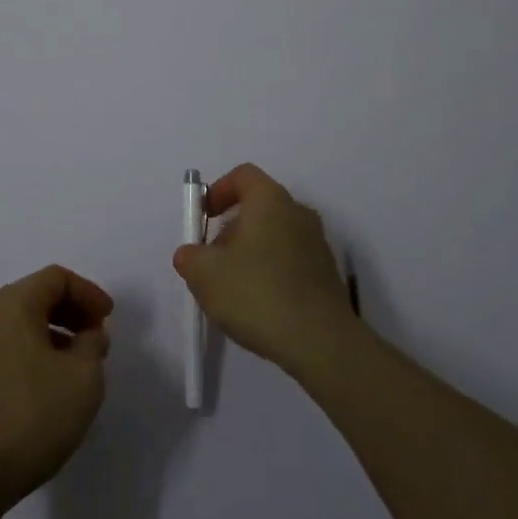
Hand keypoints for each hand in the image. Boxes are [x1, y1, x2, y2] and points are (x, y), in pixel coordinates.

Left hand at [0, 265, 112, 517]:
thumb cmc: (30, 418)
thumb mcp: (83, 379)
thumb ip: (93, 345)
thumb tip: (88, 335)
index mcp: (12, 304)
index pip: (56, 278)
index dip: (88, 292)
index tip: (108, 319)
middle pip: (34, 296)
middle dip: (70, 312)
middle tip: (95, 339)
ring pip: (17, 325)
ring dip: (50, 335)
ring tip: (74, 367)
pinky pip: (3, 350)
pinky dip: (29, 355)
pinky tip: (44, 389)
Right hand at [173, 164, 357, 382]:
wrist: (322, 343)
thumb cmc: (258, 294)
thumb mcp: (205, 275)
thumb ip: (190, 257)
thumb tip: (191, 254)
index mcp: (270, 200)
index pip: (243, 175)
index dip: (218, 191)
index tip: (204, 218)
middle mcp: (297, 212)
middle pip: (258, 206)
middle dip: (231, 229)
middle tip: (214, 260)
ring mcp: (317, 243)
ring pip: (275, 235)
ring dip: (251, 252)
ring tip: (235, 289)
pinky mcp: (327, 274)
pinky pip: (291, 260)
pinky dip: (272, 272)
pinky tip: (261, 306)